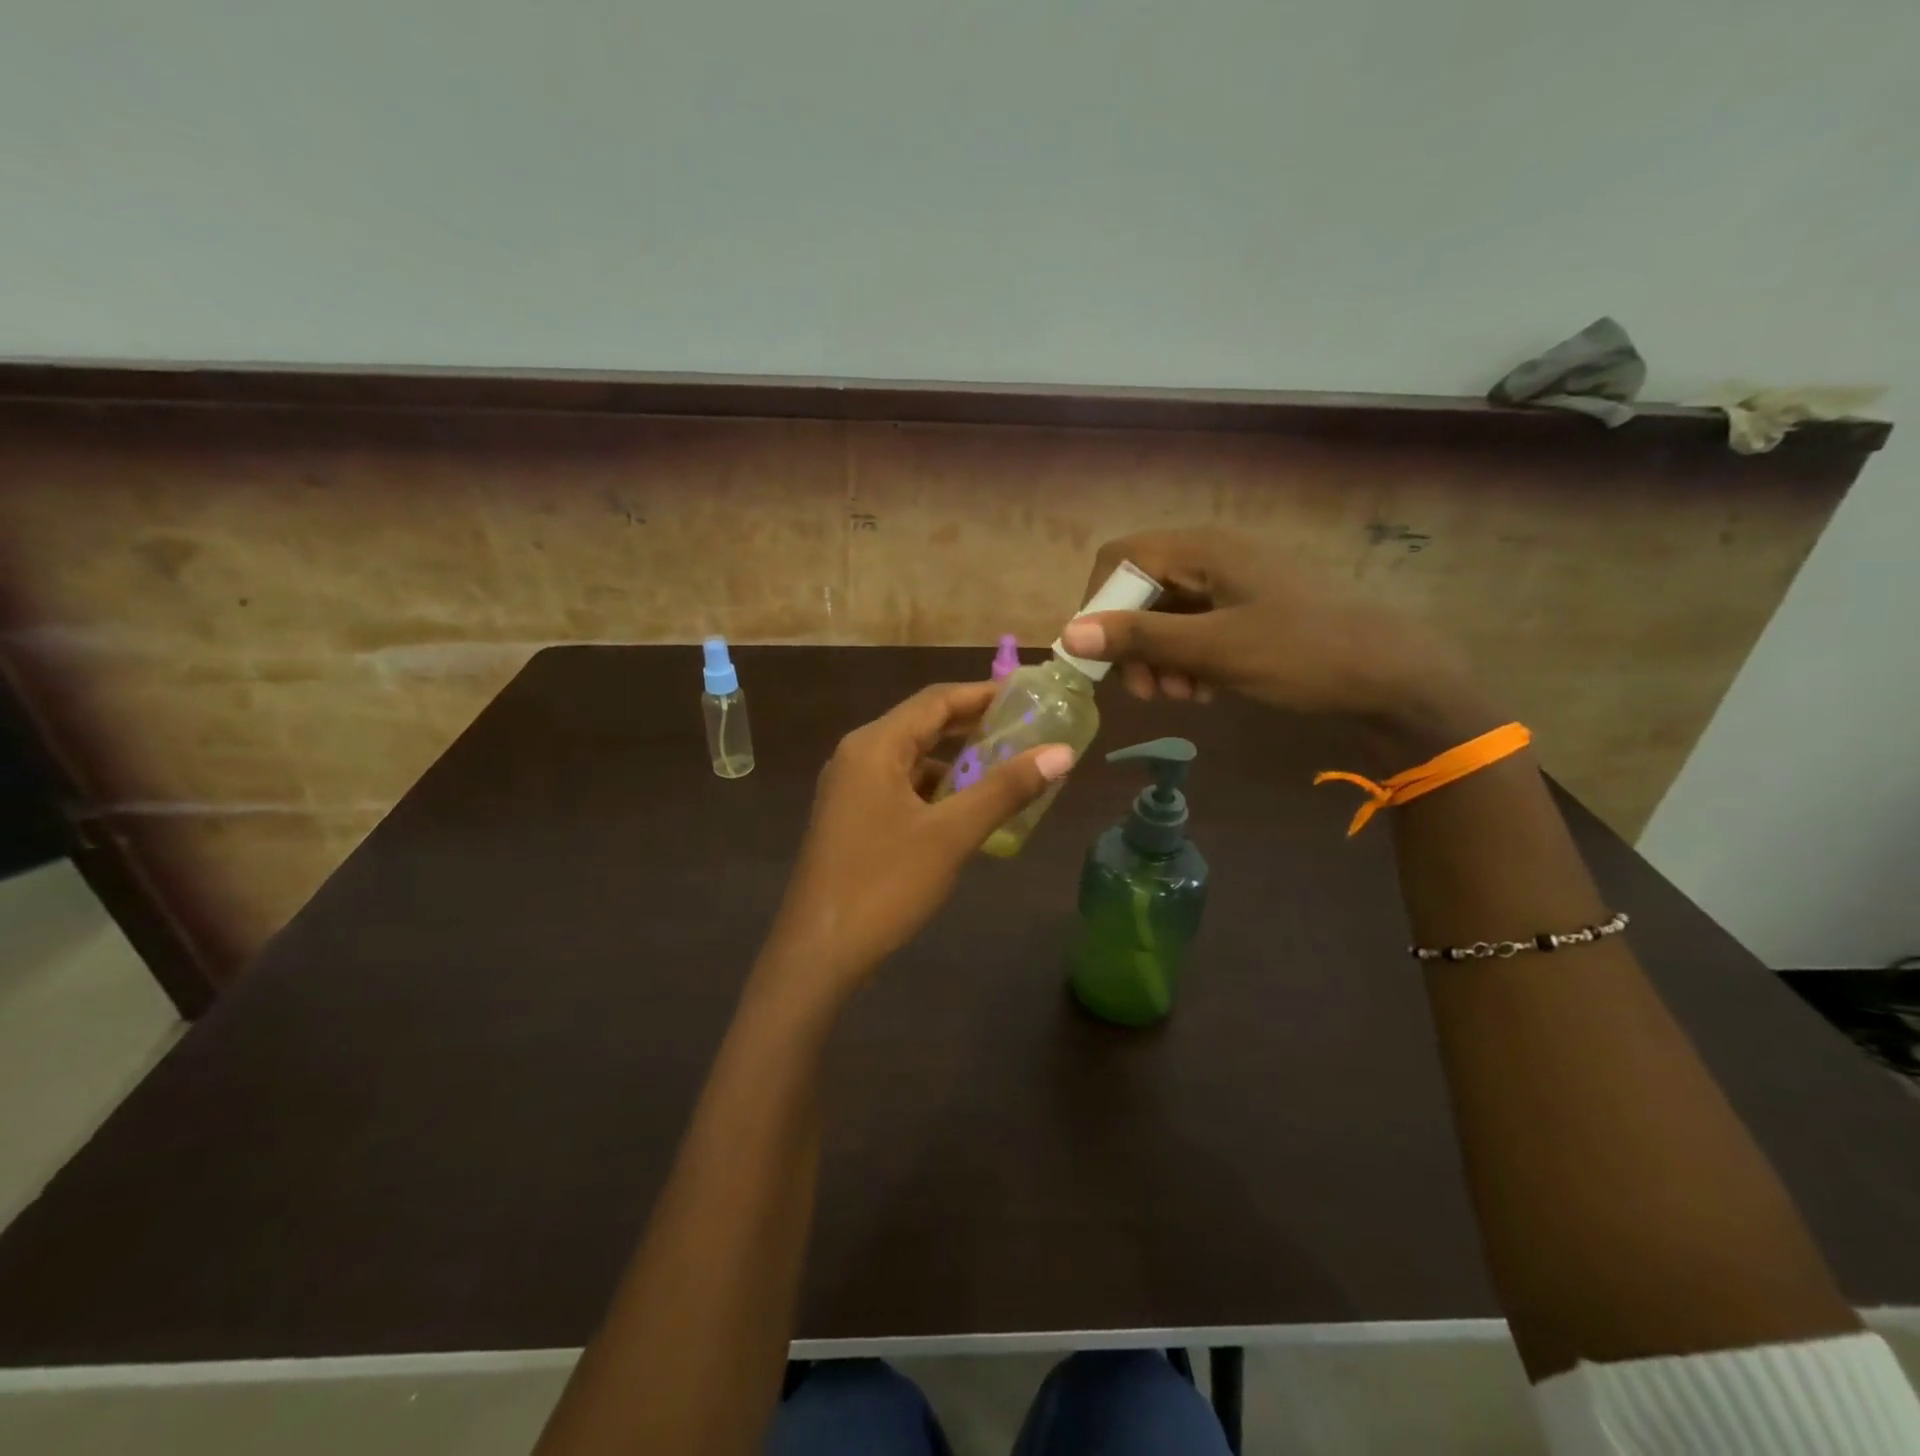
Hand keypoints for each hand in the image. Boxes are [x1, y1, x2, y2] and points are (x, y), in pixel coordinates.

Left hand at [758, 681, 1073, 999]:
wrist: (818, 953)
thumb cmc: (884, 885)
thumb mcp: (951, 835)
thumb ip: (1005, 789)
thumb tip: (1062, 752)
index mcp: (875, 746)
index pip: (937, 700)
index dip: (984, 693)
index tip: (1029, 694)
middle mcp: (858, 755)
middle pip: (923, 724)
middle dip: (974, 725)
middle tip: (1026, 728)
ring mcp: (850, 787)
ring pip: (912, 758)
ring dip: (956, 759)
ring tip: (1006, 767)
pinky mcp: (851, 816)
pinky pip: (900, 786)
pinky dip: (936, 788)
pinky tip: (966, 808)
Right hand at [1062, 528, 1490, 736]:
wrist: (1395, 677)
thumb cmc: (1304, 655)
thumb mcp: (1215, 650)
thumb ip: (1140, 639)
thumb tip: (1068, 632)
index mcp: (1205, 549)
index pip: (1120, 558)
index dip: (1098, 604)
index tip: (1100, 656)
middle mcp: (1214, 556)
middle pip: (1142, 589)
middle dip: (1131, 642)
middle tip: (1144, 691)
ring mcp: (1234, 583)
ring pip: (1167, 614)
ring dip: (1158, 657)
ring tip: (1179, 697)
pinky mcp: (1249, 610)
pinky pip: (1196, 628)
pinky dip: (1187, 659)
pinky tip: (1203, 691)